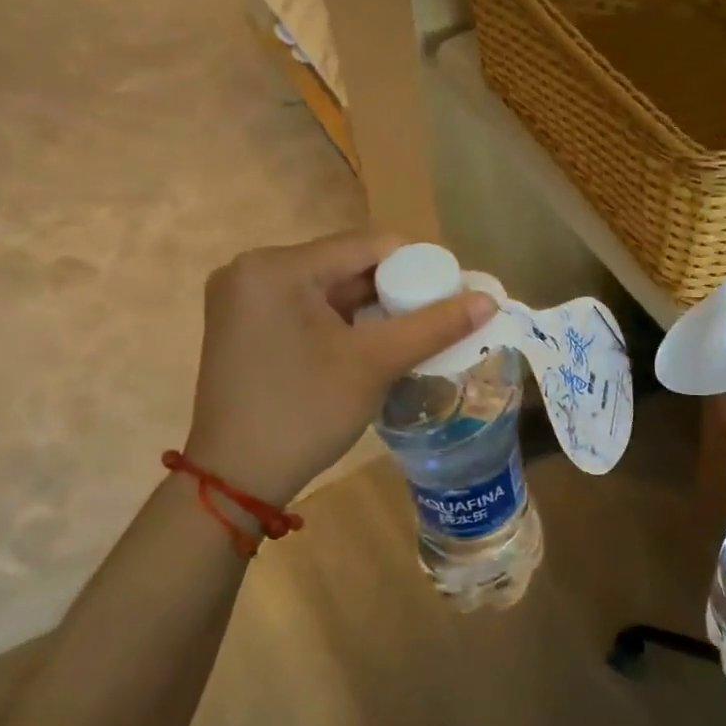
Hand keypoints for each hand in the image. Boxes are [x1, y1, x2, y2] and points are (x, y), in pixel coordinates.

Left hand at [183, 232, 495, 505]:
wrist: (236, 478)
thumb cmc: (305, 412)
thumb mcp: (375, 363)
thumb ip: (435, 326)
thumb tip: (489, 300)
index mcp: (277, 267)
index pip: (368, 246)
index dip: (419, 266)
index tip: (451, 296)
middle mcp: (253, 270)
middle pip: (347, 265)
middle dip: (396, 290)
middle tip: (437, 319)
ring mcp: (243, 298)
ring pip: (329, 288)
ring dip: (372, 308)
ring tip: (413, 334)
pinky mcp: (243, 325)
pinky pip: (307, 308)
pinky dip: (344, 322)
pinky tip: (372, 345)